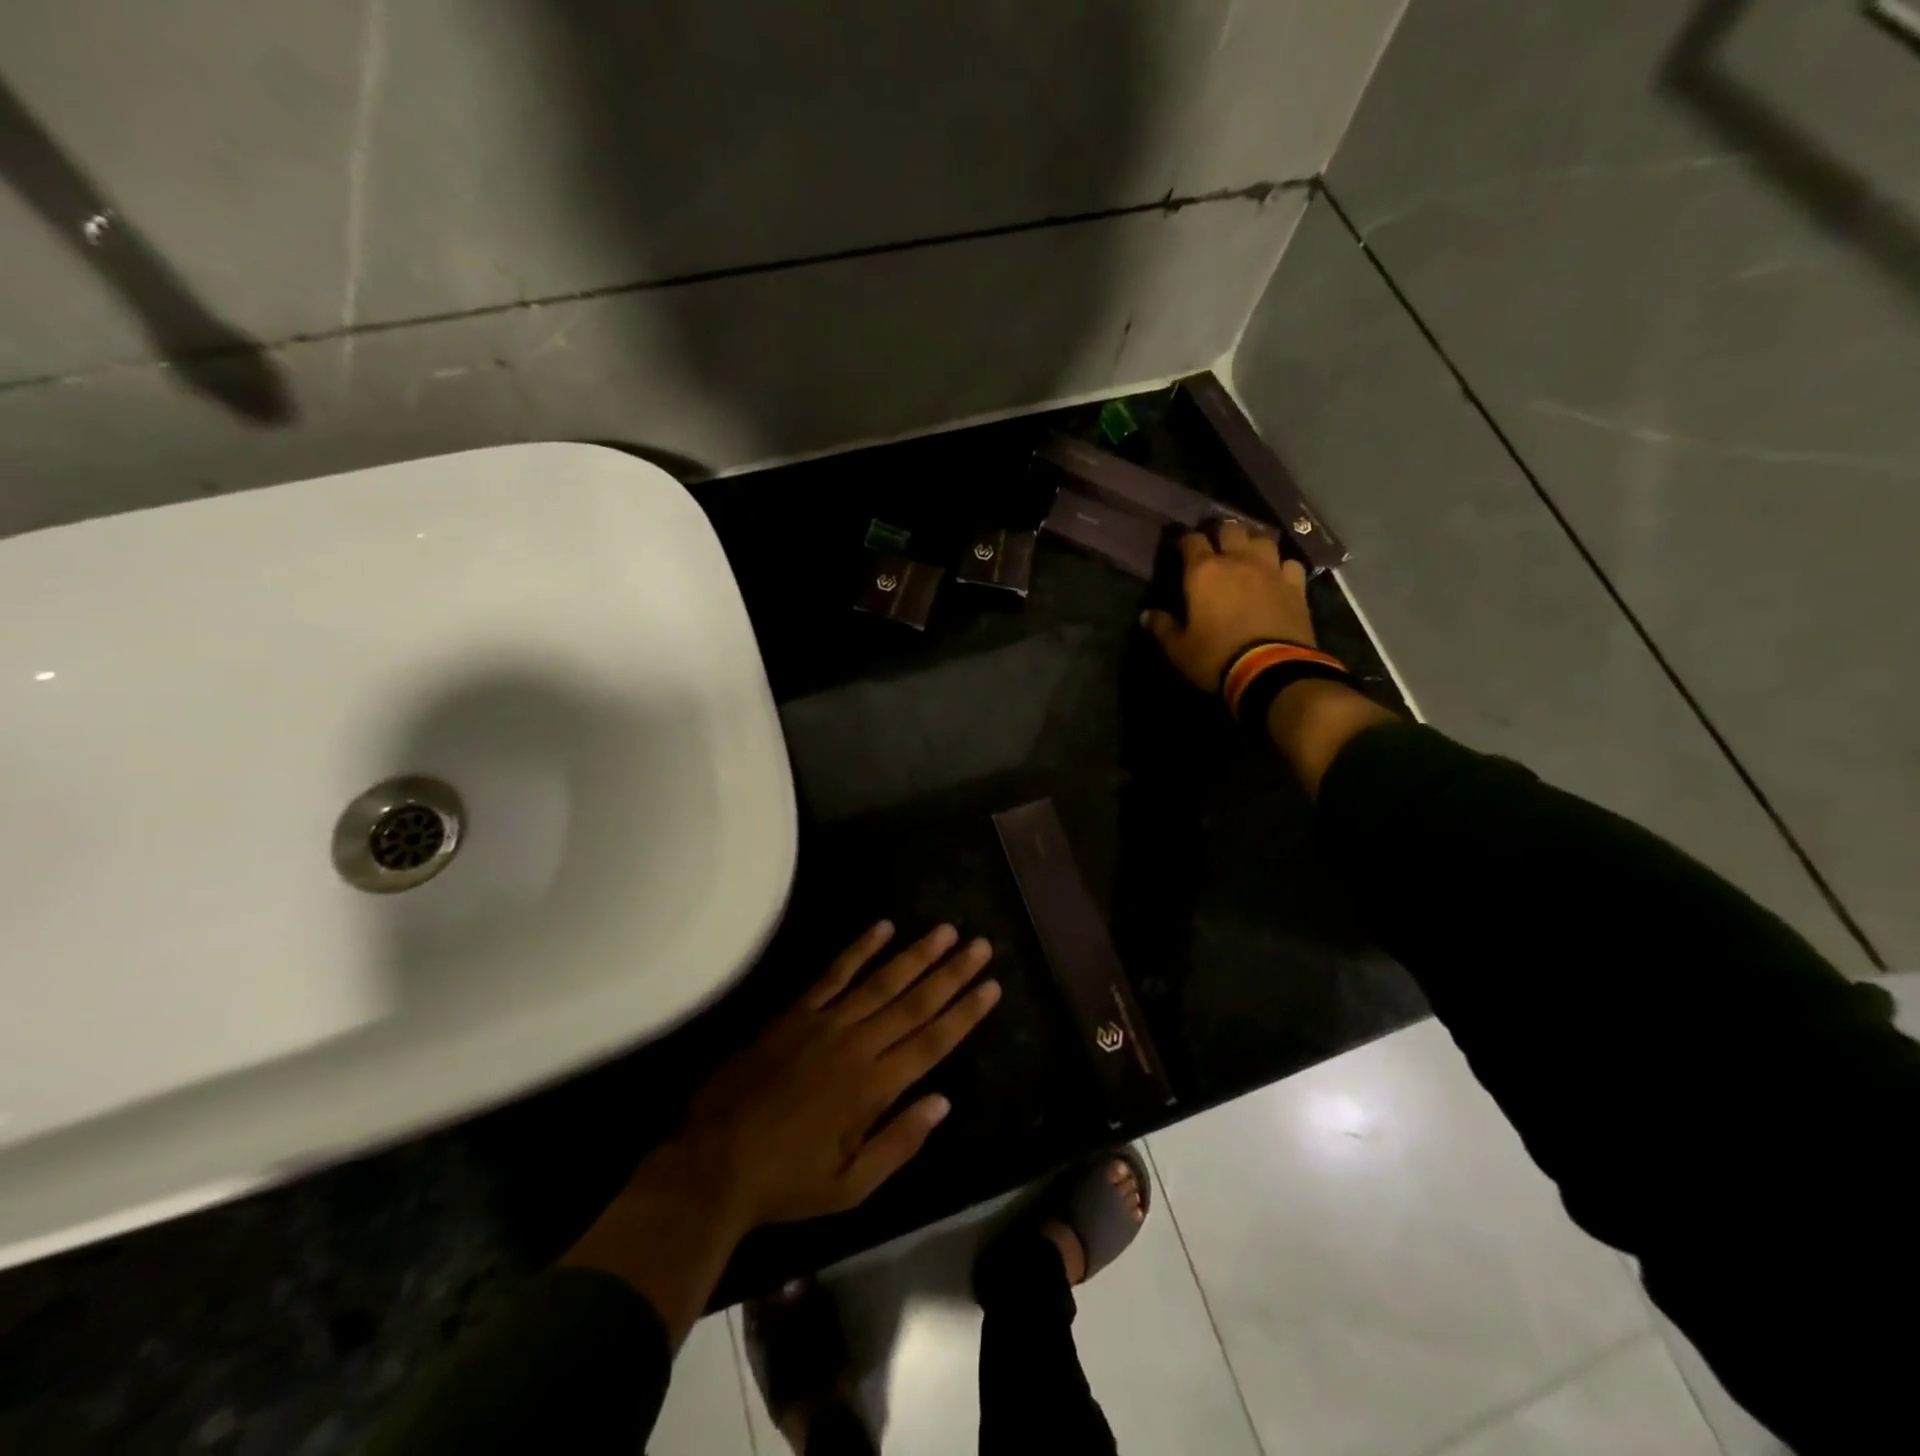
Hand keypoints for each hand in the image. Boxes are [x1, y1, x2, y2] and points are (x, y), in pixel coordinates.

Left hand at [678, 921, 999, 1229]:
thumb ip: (899, 1143)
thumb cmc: (788, 1181)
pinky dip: (859, 949)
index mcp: (874, 1088)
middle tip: (981, 945)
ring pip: (881, 981)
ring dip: (916, 954)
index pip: (933, 1042)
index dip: (965, 1013)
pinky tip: (883, 927)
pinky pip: (833, 974)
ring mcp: (825, 1024)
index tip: (992, 986)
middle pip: (915, 1003)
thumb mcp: (851, 1186)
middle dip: (952, 973)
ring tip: (946, 931)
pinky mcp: (796, 1014)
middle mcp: (857, 1046)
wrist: (713, 1162)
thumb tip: (943, 1101)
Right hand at [1140, 521, 1313, 692]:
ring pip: (1263, 538)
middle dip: (1220, 533)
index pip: (1190, 540)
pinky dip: (1281, 565)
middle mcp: (1238, 560)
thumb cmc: (1216, 658)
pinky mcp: (1296, 586)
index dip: (1183, 540)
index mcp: (1203, 572)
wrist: (1271, 671)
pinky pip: (1290, 563)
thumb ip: (1162, 627)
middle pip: (1230, 528)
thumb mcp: (1178, 649)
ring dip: (1252, 542)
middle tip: (1214, 546)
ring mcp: (1271, 570)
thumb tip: (1146, 615)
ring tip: (1247, 553)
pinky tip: (1277, 574)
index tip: (1179, 547)